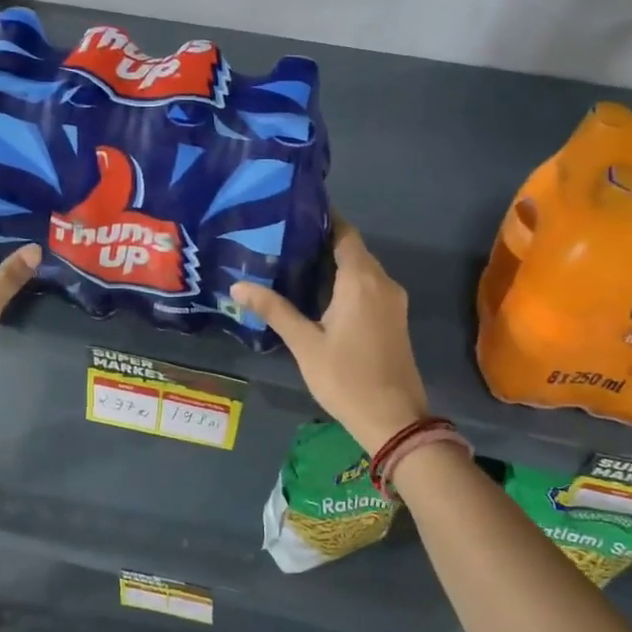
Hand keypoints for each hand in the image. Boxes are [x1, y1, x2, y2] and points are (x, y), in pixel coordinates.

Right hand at [230, 221, 429, 453]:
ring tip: (293, 263)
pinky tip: (318, 292)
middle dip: (321, 241)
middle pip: (352, 249)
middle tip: (282, 239)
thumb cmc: (346, 378)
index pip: (344, 233)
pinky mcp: (394, 318)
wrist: (394, 420)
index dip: (322, 220)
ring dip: (333, 263)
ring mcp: (393, 301)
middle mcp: (382, 282)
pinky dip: (346, 281)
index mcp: (361, 280)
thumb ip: (274, 309)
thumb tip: (237, 285)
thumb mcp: (305, 343)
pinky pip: (368, 286)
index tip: (293, 211)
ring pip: (361, 269)